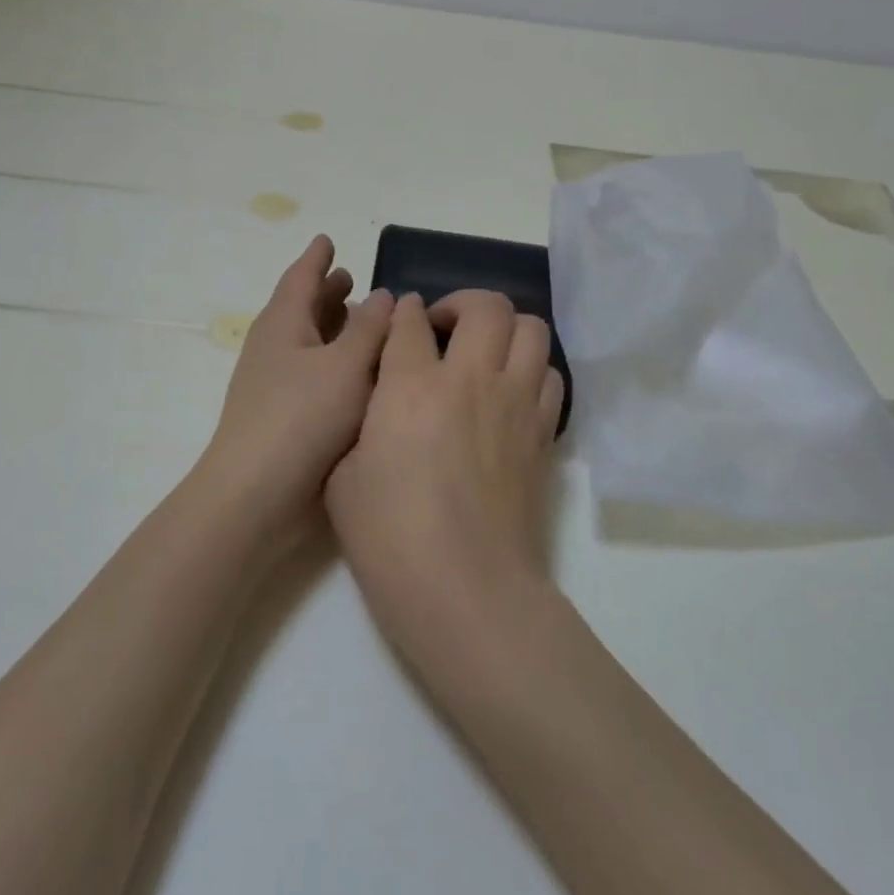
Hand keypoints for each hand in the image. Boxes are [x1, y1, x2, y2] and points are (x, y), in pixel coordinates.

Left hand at [198, 236, 394, 539]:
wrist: (256, 496)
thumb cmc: (302, 418)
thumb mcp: (346, 366)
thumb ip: (369, 329)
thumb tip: (383, 295)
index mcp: (283, 324)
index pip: (301, 278)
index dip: (317, 258)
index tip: (328, 239)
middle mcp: (275, 348)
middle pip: (302, 308)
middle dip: (326, 292)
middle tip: (349, 277)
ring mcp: (275, 385)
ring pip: (309, 342)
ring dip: (332, 327)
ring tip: (359, 318)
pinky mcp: (285, 418)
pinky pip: (314, 373)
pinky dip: (336, 363)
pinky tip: (359, 375)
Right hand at [325, 290, 565, 651]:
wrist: (467, 590)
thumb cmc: (390, 538)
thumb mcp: (343, 477)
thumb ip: (359, 422)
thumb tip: (378, 396)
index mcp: (412, 385)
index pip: (411, 320)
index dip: (402, 314)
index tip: (399, 323)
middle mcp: (472, 379)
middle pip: (485, 306)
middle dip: (461, 304)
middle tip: (443, 330)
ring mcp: (517, 403)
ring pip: (531, 329)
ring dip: (505, 330)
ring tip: (483, 354)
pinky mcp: (544, 432)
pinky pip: (551, 376)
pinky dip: (531, 370)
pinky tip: (509, 395)